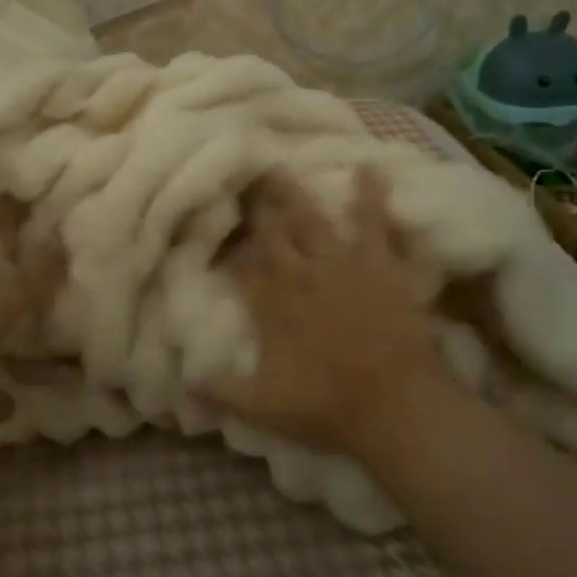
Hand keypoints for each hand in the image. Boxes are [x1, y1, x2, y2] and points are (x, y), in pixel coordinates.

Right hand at [205, 168, 457, 460]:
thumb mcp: (261, 409)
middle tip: (242, 179)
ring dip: (293, 193)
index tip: (220, 232)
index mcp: (270, 305)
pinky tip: (369, 167)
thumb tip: (182, 382)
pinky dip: (371, 195)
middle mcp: (298, 275)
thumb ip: (220, 391)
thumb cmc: (326, 408)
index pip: (241, 266)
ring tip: (279, 168)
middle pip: (270, 233)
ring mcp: (339, 264)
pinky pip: (373, 222)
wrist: (394, 406)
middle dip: (254, 208)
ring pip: (310, 219)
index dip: (230, 248)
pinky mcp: (378, 264)